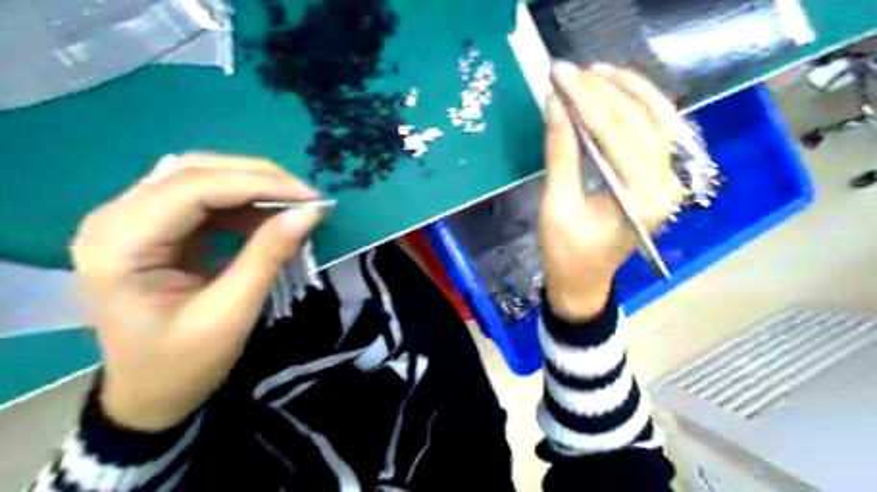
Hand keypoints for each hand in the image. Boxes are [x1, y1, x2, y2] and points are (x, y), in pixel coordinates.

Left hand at [71, 153, 322, 430]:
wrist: (149, 395)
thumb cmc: (182, 364)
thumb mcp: (231, 314)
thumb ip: (268, 256)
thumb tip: (310, 213)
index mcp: (119, 245)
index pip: (193, 188)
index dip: (258, 184)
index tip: (311, 197)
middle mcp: (114, 219)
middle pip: (194, 172)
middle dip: (258, 178)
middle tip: (306, 198)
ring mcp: (131, 220)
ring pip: (201, 178)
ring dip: (253, 187)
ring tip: (294, 207)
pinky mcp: (154, 228)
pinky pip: (204, 199)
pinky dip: (244, 203)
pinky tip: (270, 217)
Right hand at [543, 62, 684, 322]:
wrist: (584, 283)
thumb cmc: (566, 253)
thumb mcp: (557, 205)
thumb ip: (561, 153)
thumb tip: (557, 104)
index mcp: (641, 196)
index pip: (616, 131)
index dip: (586, 98)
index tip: (559, 75)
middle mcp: (666, 183)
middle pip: (641, 120)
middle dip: (604, 90)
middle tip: (571, 71)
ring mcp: (667, 180)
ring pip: (657, 120)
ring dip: (628, 91)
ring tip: (595, 72)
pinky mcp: (658, 180)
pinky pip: (655, 133)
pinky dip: (637, 108)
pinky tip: (616, 93)